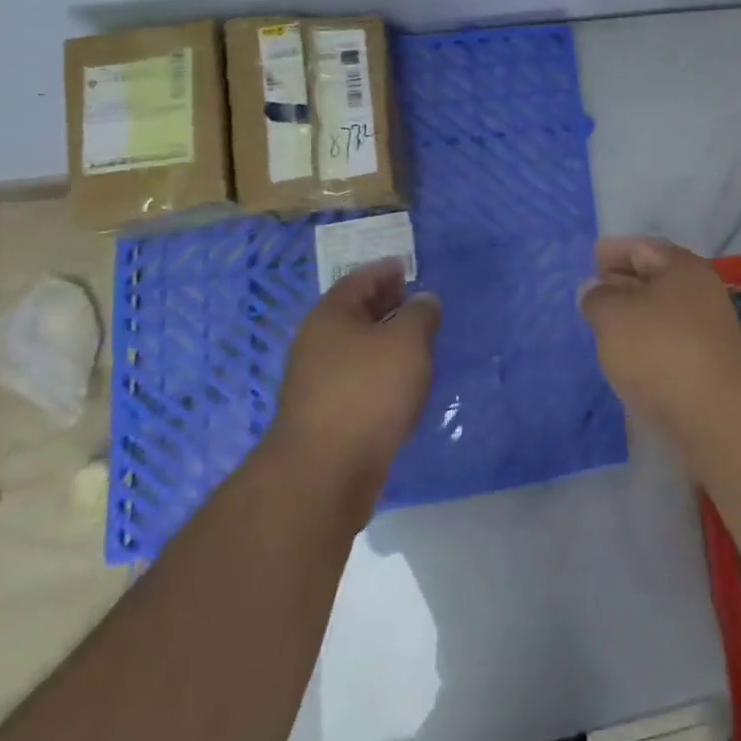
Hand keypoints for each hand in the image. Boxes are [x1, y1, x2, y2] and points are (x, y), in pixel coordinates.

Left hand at [266, 259, 440, 516]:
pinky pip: (357, 379)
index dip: (384, 270)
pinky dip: (379, 371)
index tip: (406, 266)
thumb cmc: (368, 392)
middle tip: (414, 299)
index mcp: (331, 316)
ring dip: (383, 340)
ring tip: (416, 340)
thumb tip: (423, 300)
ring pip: (356, 348)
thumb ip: (420, 314)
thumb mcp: (407, 341)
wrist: (324, 474)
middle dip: (384, 304)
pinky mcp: (325, 416)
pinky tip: (401, 382)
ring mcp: (316, 383)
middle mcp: (317, 344)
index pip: (359, 280)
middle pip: (354, 313)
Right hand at [578, 238, 740, 443]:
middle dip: (621, 281)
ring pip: (660, 312)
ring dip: (632, 315)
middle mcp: (699, 291)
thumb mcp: (612, 315)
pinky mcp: (705, 365)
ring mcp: (706, 329)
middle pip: (654, 278)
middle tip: (590, 291)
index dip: (613, 251)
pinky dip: (645, 343)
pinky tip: (624, 356)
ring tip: (601, 324)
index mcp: (682, 267)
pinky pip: (667, 342)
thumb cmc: (660, 350)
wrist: (715, 415)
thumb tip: (594, 288)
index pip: (642, 247)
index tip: (590, 258)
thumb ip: (597, 297)